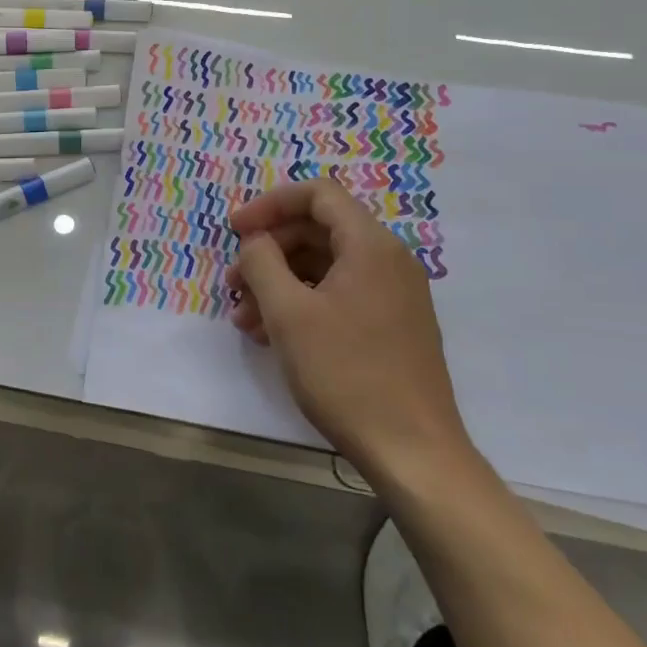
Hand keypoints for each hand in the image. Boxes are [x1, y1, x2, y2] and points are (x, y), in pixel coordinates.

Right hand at [224, 179, 473, 487]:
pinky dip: (302, 303)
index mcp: (370, 245)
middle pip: (318, 230)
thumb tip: (255, 240)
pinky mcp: (392, 325)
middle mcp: (388, 260)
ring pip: (325, 266)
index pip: (318, 194)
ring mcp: (394, 294)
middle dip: (269, 251)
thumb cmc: (346, 373)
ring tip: (246, 320)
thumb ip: (262, 262)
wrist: (413, 452)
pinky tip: (273, 335)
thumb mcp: (288, 313)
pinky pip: (340, 294)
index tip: (234, 230)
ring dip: (279, 282)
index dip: (270, 204)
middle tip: (233, 283)